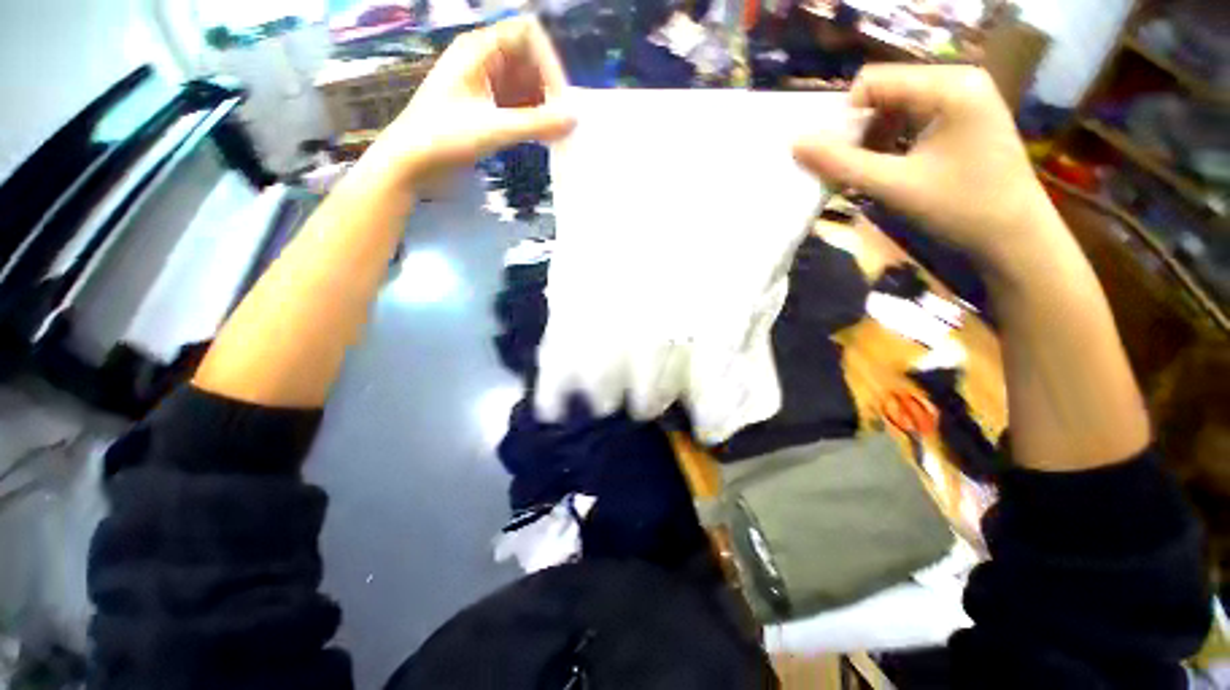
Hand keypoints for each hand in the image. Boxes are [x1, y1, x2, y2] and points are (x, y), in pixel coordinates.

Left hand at [369, 18, 575, 181]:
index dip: (549, 61)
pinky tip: (543, 137)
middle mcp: (484, 60)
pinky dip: (533, 118)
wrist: (411, 162)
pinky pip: (518, 104)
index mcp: (480, 49)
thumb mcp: (494, 128)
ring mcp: (485, 84)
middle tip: (562, 122)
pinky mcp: (486, 107)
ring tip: (556, 134)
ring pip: (526, 85)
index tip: (561, 100)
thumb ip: (537, 123)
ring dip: (543, 106)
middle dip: (549, 88)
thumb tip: (574, 119)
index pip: (527, 34)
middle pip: (530, 60)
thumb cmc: (444, 137)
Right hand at [793, 66, 1062, 267]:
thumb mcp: (895, 185)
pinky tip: (889, 169)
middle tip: (852, 170)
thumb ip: (841, 163)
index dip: (845, 119)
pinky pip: (910, 119)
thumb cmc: (961, 208)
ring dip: (871, 140)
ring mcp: (962, 98)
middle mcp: (957, 79)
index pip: (872, 81)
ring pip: (893, 107)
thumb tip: (795, 143)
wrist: (1015, 238)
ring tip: (869, 174)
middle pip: (883, 92)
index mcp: (949, 85)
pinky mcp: (962, 117)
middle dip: (858, 132)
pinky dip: (889, 143)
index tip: (840, 159)